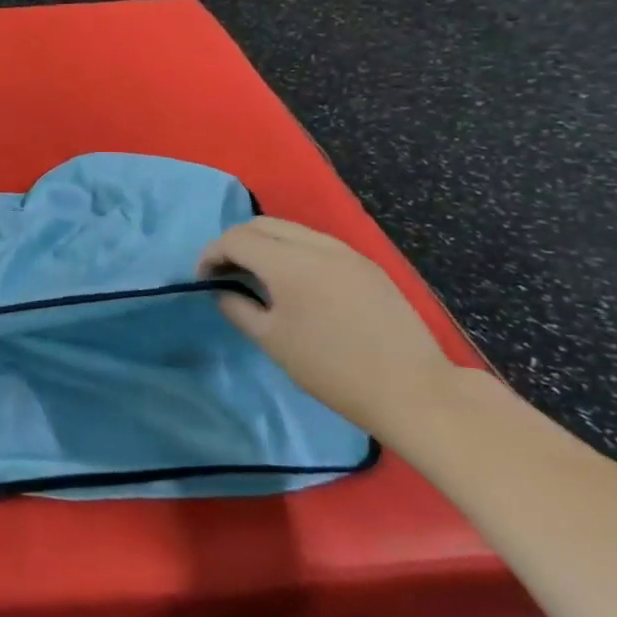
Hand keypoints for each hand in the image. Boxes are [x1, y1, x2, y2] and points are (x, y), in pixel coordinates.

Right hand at [199, 217, 459, 439]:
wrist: (413, 391)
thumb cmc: (333, 370)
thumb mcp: (273, 342)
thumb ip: (238, 308)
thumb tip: (223, 291)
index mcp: (289, 262)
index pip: (236, 239)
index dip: (211, 254)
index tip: (203, 278)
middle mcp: (317, 245)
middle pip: (262, 225)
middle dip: (235, 243)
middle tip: (225, 272)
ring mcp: (346, 252)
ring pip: (291, 229)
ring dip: (265, 244)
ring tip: (257, 275)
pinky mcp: (366, 265)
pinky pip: (317, 243)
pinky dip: (293, 251)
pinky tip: (295, 282)